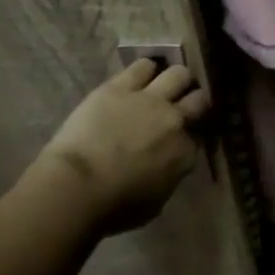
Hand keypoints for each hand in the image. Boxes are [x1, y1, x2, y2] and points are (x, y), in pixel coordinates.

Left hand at [38, 59, 208, 229]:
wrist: (77, 188)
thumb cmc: (113, 208)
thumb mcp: (156, 202)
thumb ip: (168, 177)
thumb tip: (167, 166)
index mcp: (185, 153)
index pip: (198, 135)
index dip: (190, 134)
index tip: (182, 136)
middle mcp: (175, 121)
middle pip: (198, 99)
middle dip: (192, 101)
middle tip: (181, 105)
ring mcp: (150, 100)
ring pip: (178, 74)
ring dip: (175, 80)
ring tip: (165, 84)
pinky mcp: (121, 87)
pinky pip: (143, 66)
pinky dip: (146, 69)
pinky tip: (141, 75)